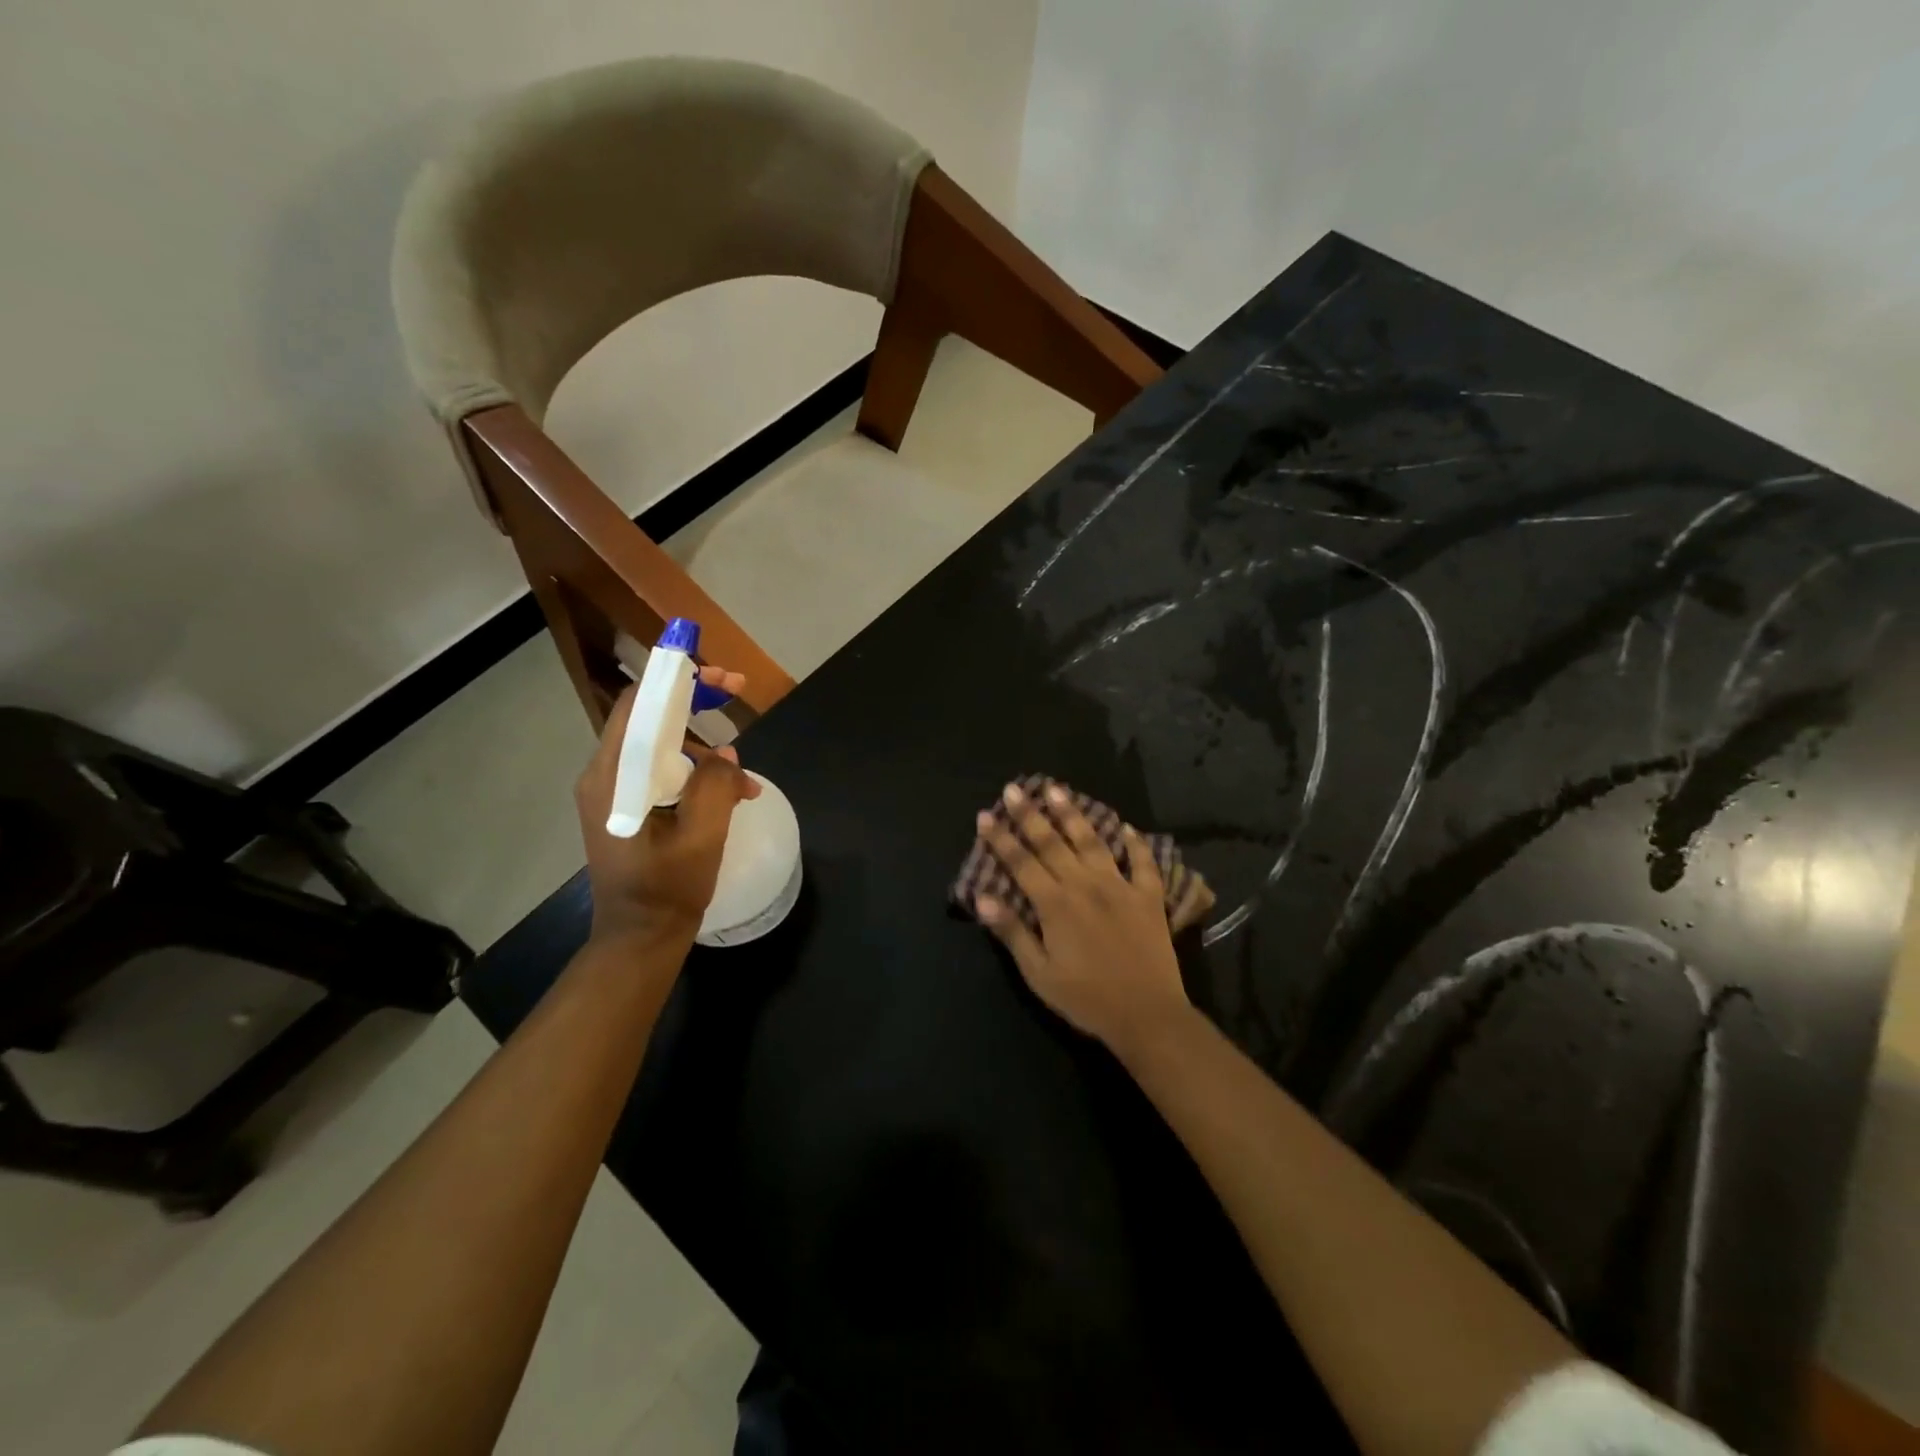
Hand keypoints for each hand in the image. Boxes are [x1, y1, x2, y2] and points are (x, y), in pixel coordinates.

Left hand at [575, 668, 761, 944]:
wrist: (640, 937)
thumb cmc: (669, 888)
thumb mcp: (703, 834)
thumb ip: (715, 783)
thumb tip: (724, 755)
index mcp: (614, 777)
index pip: (639, 705)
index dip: (677, 679)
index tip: (719, 674)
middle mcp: (605, 775)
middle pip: (648, 717)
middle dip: (694, 700)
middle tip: (737, 691)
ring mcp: (613, 791)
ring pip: (658, 744)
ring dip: (701, 745)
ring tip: (743, 774)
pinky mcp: (626, 806)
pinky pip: (660, 770)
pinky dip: (694, 771)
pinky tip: (729, 792)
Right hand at [974, 782, 1190, 1052]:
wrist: (1146, 1015)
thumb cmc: (1086, 999)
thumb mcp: (1039, 974)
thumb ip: (1012, 932)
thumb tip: (982, 897)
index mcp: (1055, 904)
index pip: (1020, 862)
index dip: (1000, 838)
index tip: (984, 815)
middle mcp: (1085, 885)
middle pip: (1052, 842)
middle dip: (1029, 814)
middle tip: (1014, 788)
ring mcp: (1119, 886)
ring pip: (1092, 841)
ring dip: (1073, 814)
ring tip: (1057, 789)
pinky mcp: (1148, 897)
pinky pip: (1142, 862)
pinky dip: (1134, 843)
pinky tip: (1126, 827)